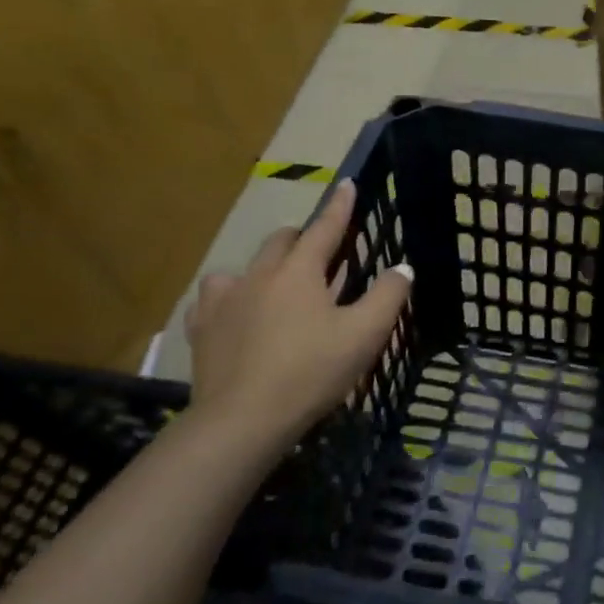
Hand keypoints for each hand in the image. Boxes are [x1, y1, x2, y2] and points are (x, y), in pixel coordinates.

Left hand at [185, 179, 411, 452]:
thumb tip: (402, 268)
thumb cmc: (311, 371)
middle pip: (282, 240)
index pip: (325, 227)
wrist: (243, 420)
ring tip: (275, 288)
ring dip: (264, 268)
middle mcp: (259, 275)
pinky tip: (235, 314)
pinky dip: (229, 299)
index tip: (346, 183)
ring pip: (244, 267)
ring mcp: (224, 300)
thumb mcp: (364, 334)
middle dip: (303, 239)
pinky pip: (213, 299)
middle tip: (322, 257)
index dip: (340, 206)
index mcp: (299, 271)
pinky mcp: (201, 328)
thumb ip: (388, 296)